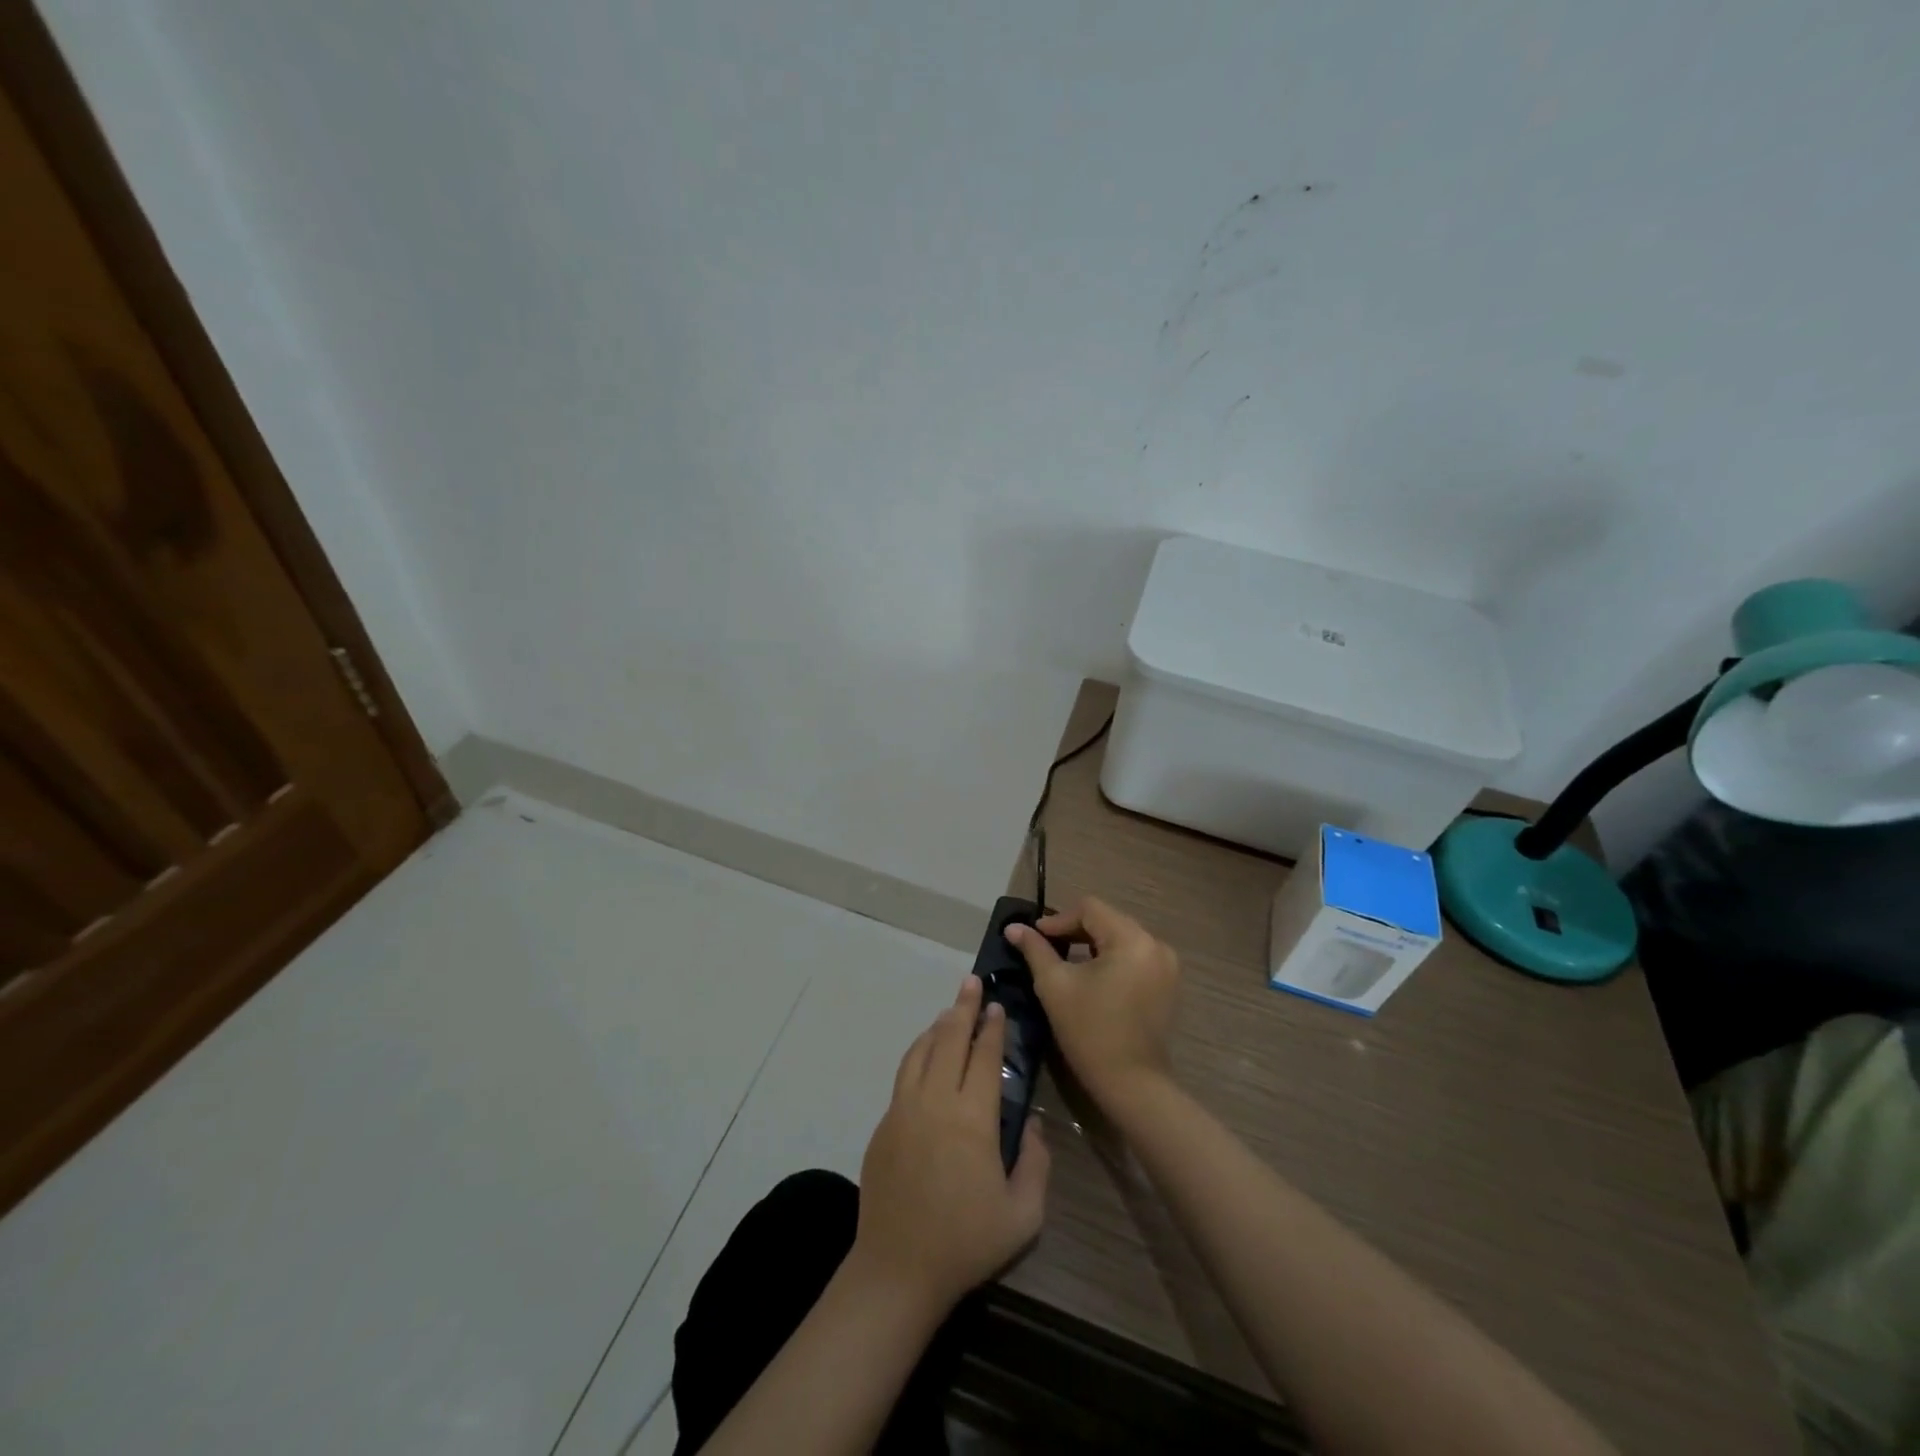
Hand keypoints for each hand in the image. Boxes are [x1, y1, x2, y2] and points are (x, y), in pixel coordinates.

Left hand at [852, 975, 1050, 1313]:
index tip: (997, 1006)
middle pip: (949, 1040)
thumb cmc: (966, 1243)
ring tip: (950, 1011)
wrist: (897, 1269)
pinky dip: (918, 1052)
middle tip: (971, 983)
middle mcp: (935, 1102)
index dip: (992, 1029)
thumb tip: (1034, 1124)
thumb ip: (1037, 1163)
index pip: (984, 1058)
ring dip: (938, 1026)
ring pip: (921, 1051)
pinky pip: (904, 1073)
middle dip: (963, 1008)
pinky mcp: (885, 1123)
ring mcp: (904, 1109)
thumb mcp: (1023, 1214)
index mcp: (972, 1119)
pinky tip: (925, 1052)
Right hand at [1006, 897, 1179, 1109]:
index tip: (1034, 937)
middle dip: (1075, 930)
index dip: (1058, 920)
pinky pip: (1133, 956)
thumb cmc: (1090, 1031)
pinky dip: (1110, 958)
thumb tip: (1013, 928)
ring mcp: (1166, 965)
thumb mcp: (1055, 985)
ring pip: (1120, 938)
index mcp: (1132, 939)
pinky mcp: (1167, 984)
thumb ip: (1035, 950)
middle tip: (1045, 946)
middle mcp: (1155, 945)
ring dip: (1092, 944)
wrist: (1132, 1084)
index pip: (1090, 909)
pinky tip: (1090, 975)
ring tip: (1064, 959)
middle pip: (1107, 921)